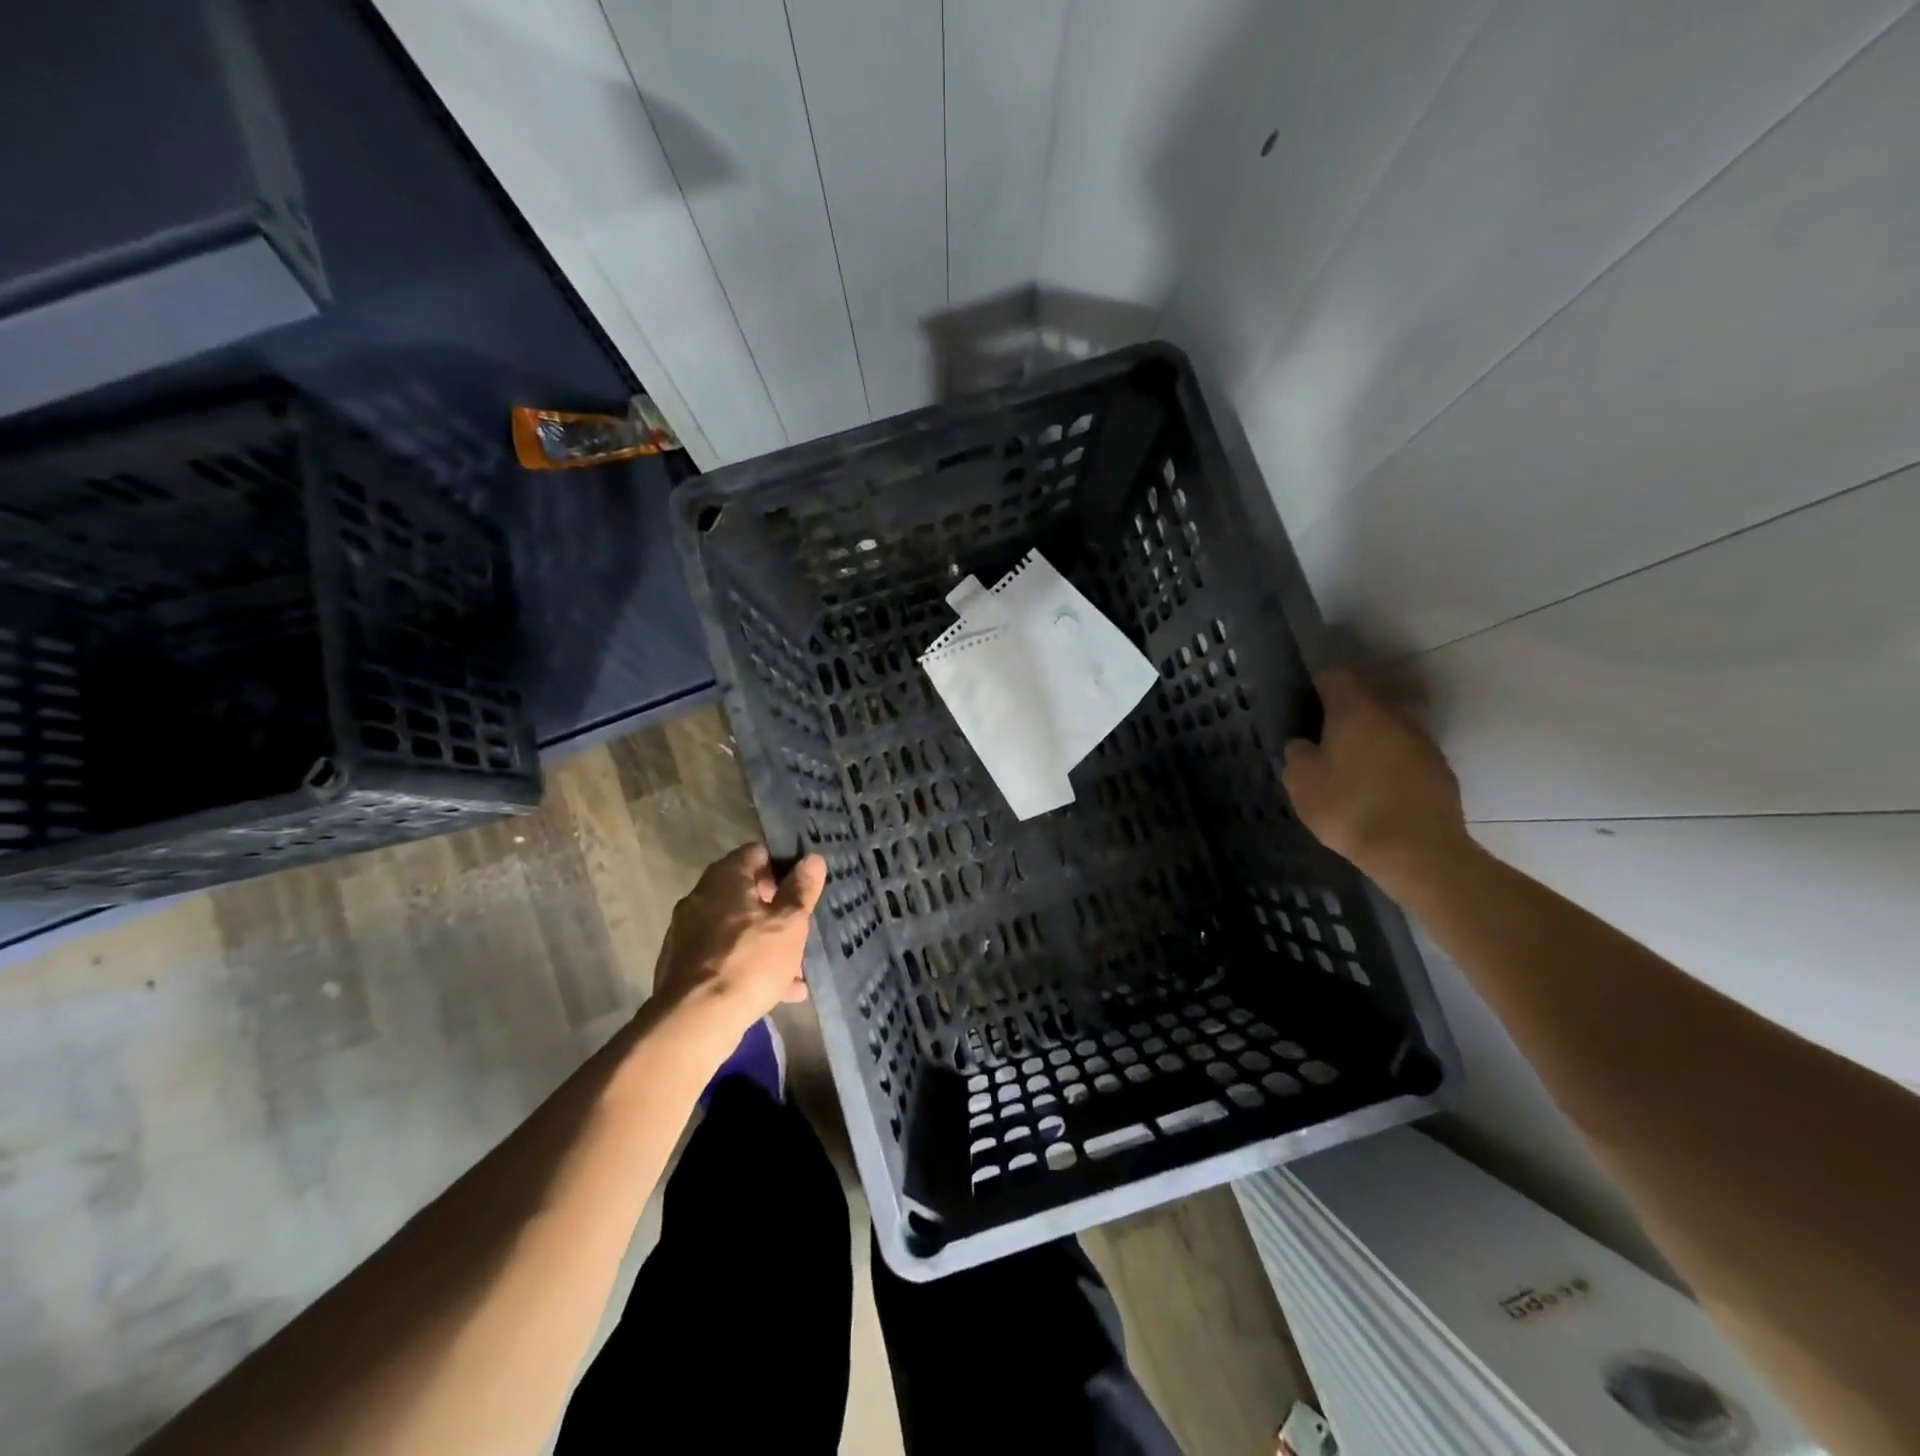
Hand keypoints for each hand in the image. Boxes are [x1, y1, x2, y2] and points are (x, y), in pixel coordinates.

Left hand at [651, 844, 826, 1038]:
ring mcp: (688, 933)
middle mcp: (701, 897)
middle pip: (745, 891)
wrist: (696, 1021)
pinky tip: (777, 991)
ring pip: (737, 928)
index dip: (782, 864)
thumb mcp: (789, 923)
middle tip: (801, 926)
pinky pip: (724, 956)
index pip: (756, 853)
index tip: (803, 886)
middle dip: (776, 909)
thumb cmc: (750, 960)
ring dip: (765, 941)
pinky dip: (748, 965)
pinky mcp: (684, 966)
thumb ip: (802, 889)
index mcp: (725, 878)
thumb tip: (812, 859)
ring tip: (796, 968)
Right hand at [1281, 671, 1471, 898]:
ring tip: (1347, 773)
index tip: (1301, 711)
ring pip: (1386, 730)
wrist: (1417, 852)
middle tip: (1320, 745)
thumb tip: (1305, 745)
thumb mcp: (1301, 782)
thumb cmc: (1349, 808)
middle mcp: (1393, 715)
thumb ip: (1297, 754)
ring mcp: (1421, 742)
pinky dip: (1388, 767)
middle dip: (1342, 718)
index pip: (1333, 678)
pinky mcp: (1439, 771)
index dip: (1314, 689)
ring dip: (1367, 743)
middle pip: (1363, 702)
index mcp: (1356, 710)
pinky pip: (1404, 757)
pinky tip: (1375, 794)